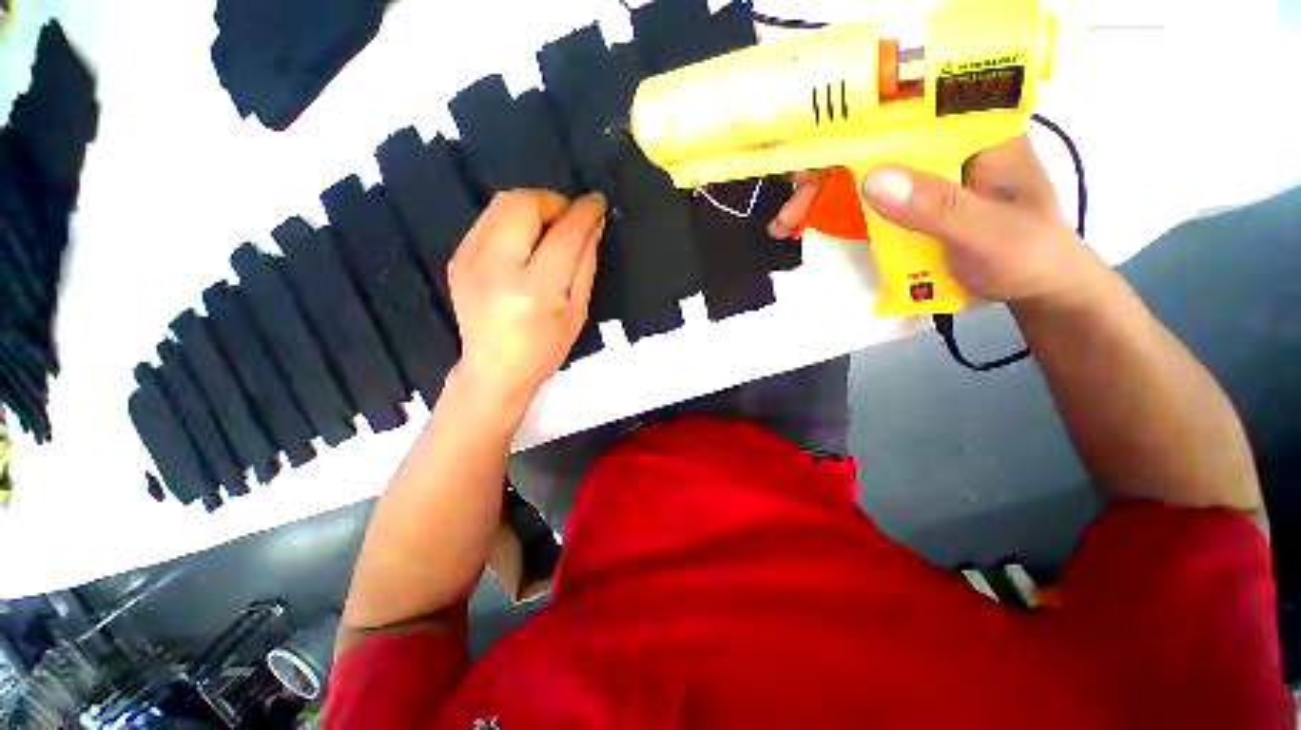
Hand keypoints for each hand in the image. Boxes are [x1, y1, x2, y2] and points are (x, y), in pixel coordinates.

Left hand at [447, 190, 604, 415]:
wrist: (494, 370)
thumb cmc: (545, 349)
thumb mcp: (578, 312)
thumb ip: (586, 264)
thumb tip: (593, 225)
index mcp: (535, 290)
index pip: (563, 236)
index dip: (583, 213)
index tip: (597, 203)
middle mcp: (497, 269)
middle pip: (523, 205)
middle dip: (553, 202)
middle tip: (569, 219)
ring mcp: (470, 261)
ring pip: (501, 204)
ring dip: (533, 206)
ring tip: (549, 228)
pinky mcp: (457, 258)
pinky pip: (488, 219)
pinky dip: (513, 219)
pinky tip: (525, 241)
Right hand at [769, 136, 1090, 304]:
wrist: (1032, 284)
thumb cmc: (1025, 254)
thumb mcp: (988, 232)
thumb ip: (937, 207)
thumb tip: (871, 178)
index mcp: (973, 125)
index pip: (909, 99)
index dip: (857, 111)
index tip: (813, 137)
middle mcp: (942, 137)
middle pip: (871, 134)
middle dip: (822, 165)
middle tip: (790, 201)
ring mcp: (921, 168)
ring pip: (858, 164)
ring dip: (816, 192)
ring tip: (785, 224)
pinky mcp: (906, 195)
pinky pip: (860, 193)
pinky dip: (828, 208)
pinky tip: (804, 225)